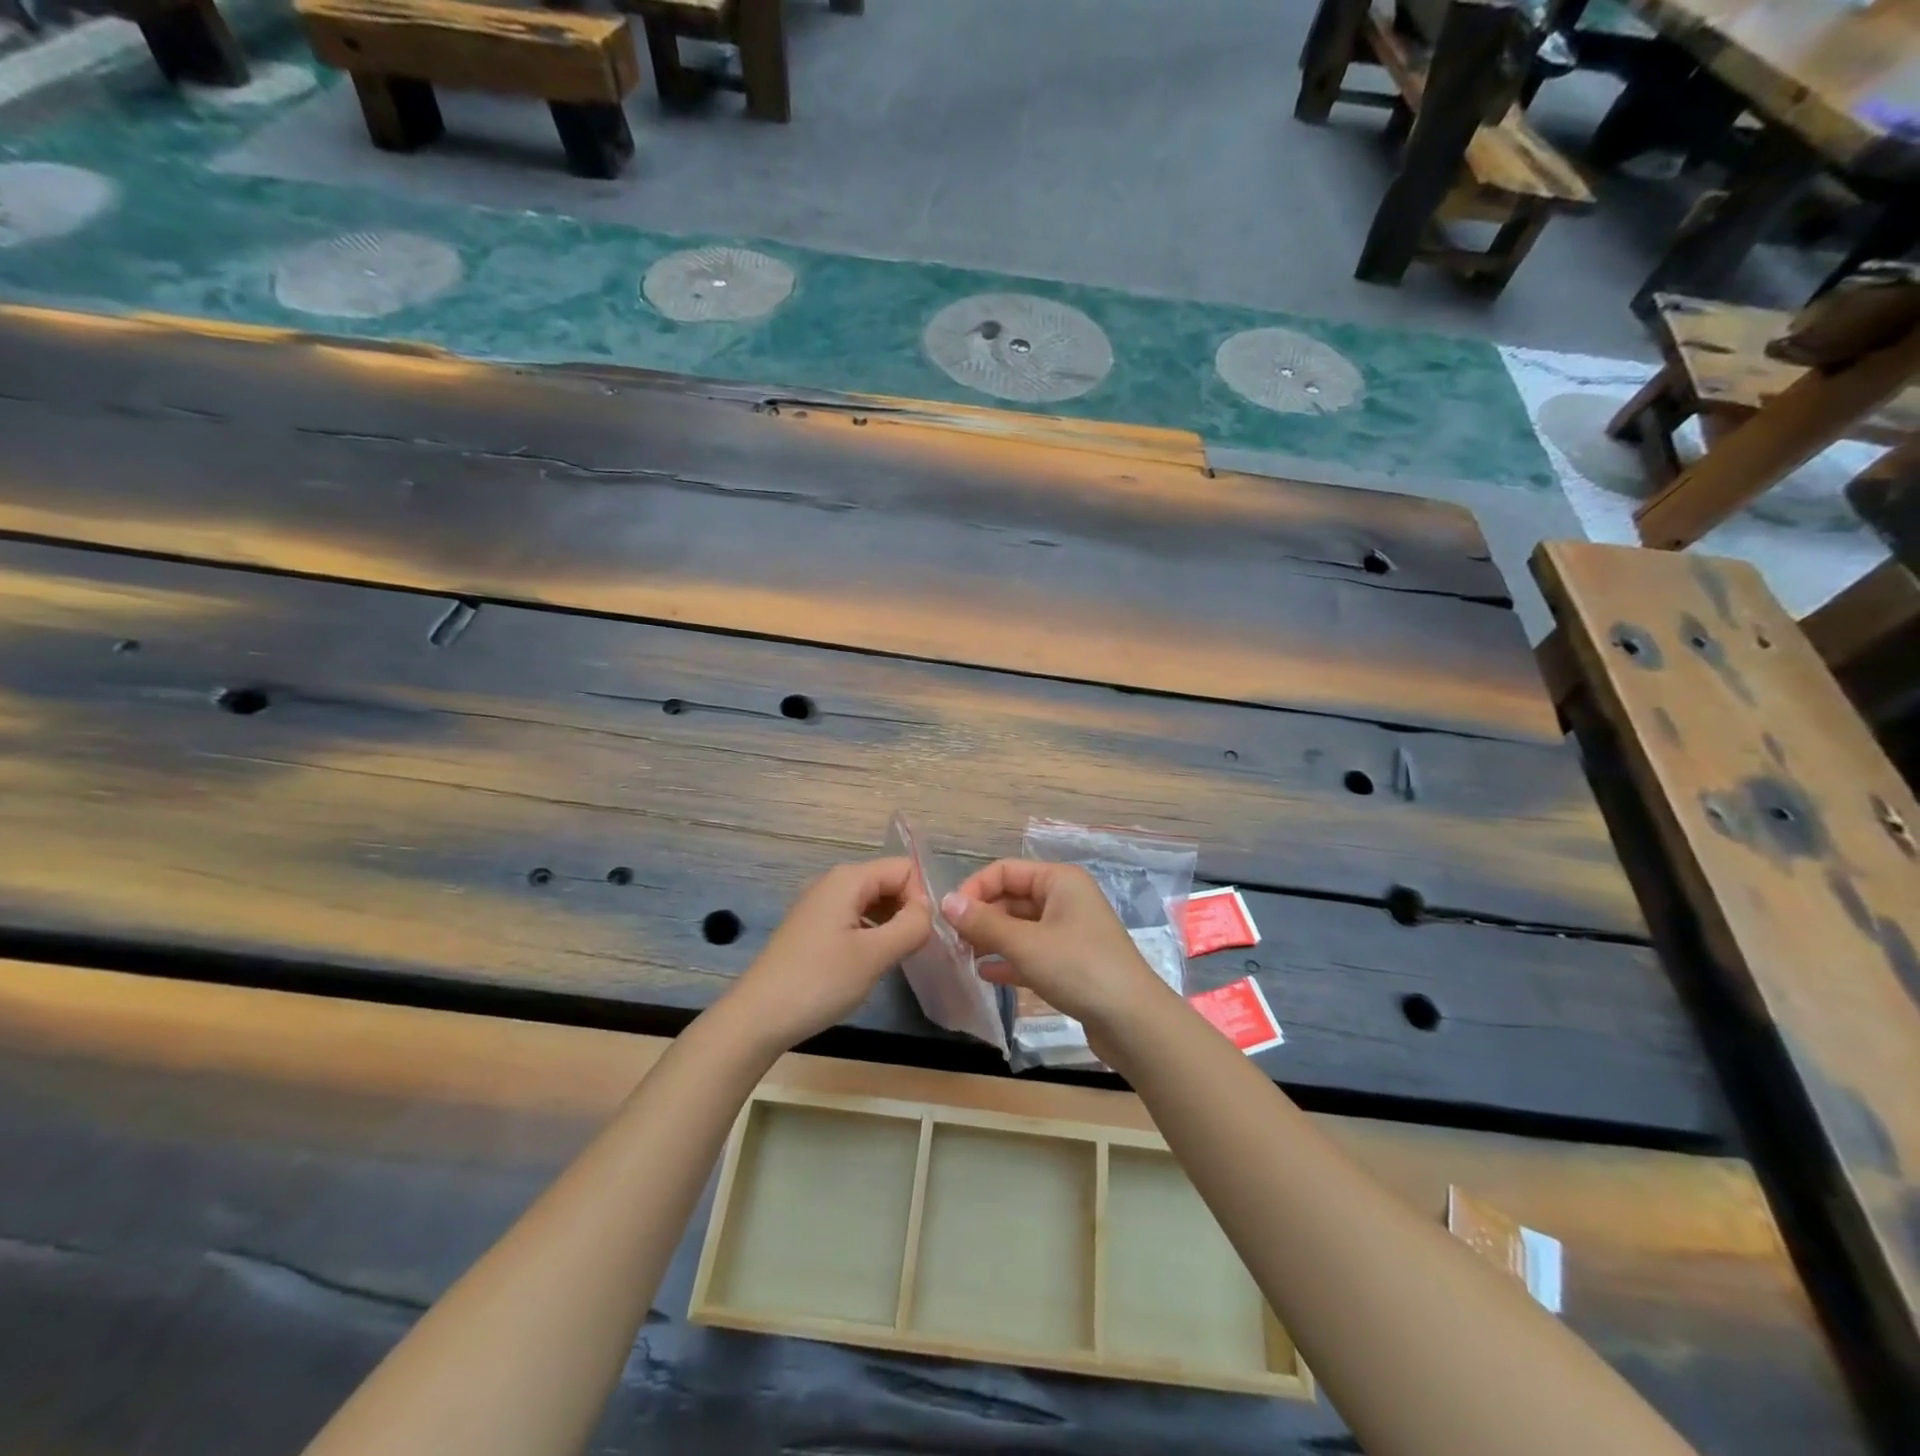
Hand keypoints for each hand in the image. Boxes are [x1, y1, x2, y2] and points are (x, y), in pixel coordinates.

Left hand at [724, 858, 932, 1050]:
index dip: (920, 899)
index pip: (904, 869)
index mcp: (849, 879)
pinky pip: (855, 918)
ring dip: (891, 925)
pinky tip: (870, 963)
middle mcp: (834, 883)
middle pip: (888, 882)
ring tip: (894, 959)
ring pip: (873, 902)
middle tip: (913, 950)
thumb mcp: (874, 955)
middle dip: (907, 910)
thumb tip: (929, 910)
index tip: (921, 936)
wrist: (758, 1017)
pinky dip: (871, 934)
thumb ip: (911, 926)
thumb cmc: (819, 982)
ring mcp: (820, 905)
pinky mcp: (813, 928)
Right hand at [941, 860, 1170, 1036]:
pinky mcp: (1072, 963)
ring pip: (1021, 927)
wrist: (1133, 1021)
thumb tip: (945, 902)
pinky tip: (987, 975)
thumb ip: (983, 923)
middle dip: (982, 917)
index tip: (950, 918)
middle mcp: (1066, 899)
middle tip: (954, 943)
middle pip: (1012, 898)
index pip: (1005, 871)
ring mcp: (1070, 932)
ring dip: (993, 939)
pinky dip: (1010, 960)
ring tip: (964, 958)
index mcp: (1059, 881)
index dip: (975, 890)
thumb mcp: (1025, 944)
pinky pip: (1033, 953)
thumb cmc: (1078, 968)